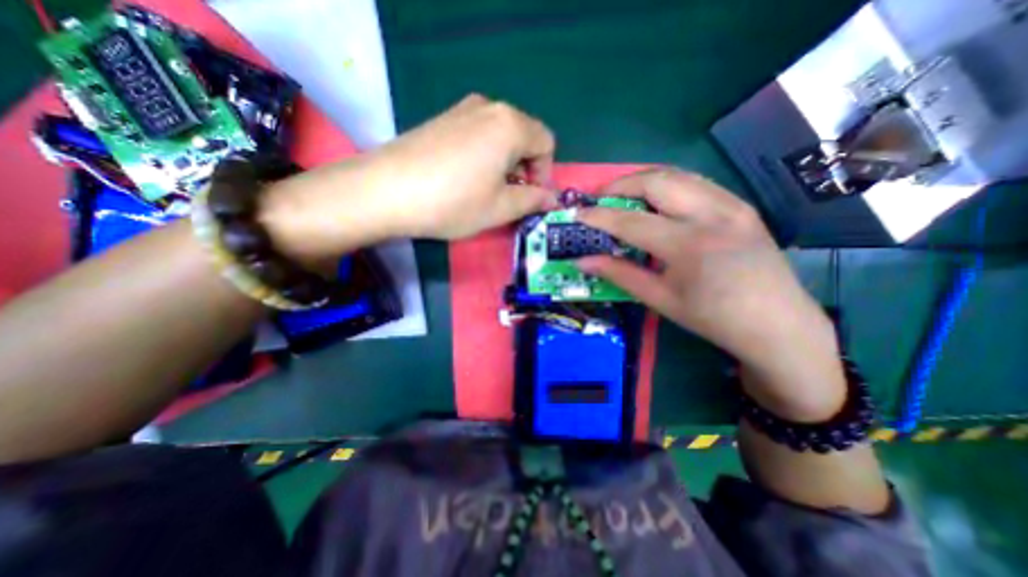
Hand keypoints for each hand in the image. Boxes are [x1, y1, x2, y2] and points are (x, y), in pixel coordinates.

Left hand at [261, 94, 557, 260]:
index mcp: (510, 125)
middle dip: (525, 168)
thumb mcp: (500, 208)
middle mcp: (489, 107)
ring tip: (486, 190)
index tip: (530, 198)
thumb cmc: (453, 202)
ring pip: (500, 136)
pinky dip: (484, 155)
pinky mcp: (442, 119)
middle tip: (509, 197)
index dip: (544, 173)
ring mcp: (462, 109)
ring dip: (504, 163)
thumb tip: (551, 198)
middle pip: (524, 136)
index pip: (546, 143)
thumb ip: (533, 200)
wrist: (386, 191)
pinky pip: (477, 134)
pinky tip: (465, 178)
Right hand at [575, 168, 846, 420]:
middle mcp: (711, 214)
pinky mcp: (740, 204)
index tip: (578, 214)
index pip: (631, 221)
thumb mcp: (660, 299)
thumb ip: (619, 274)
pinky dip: (668, 184)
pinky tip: (657, 201)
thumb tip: (583, 261)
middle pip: (655, 181)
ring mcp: (731, 204)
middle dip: (620, 185)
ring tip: (623, 196)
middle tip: (600, 199)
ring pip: (677, 174)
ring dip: (643, 180)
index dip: (599, 217)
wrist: (777, 323)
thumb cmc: (712, 318)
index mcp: (689, 245)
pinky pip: (696, 182)